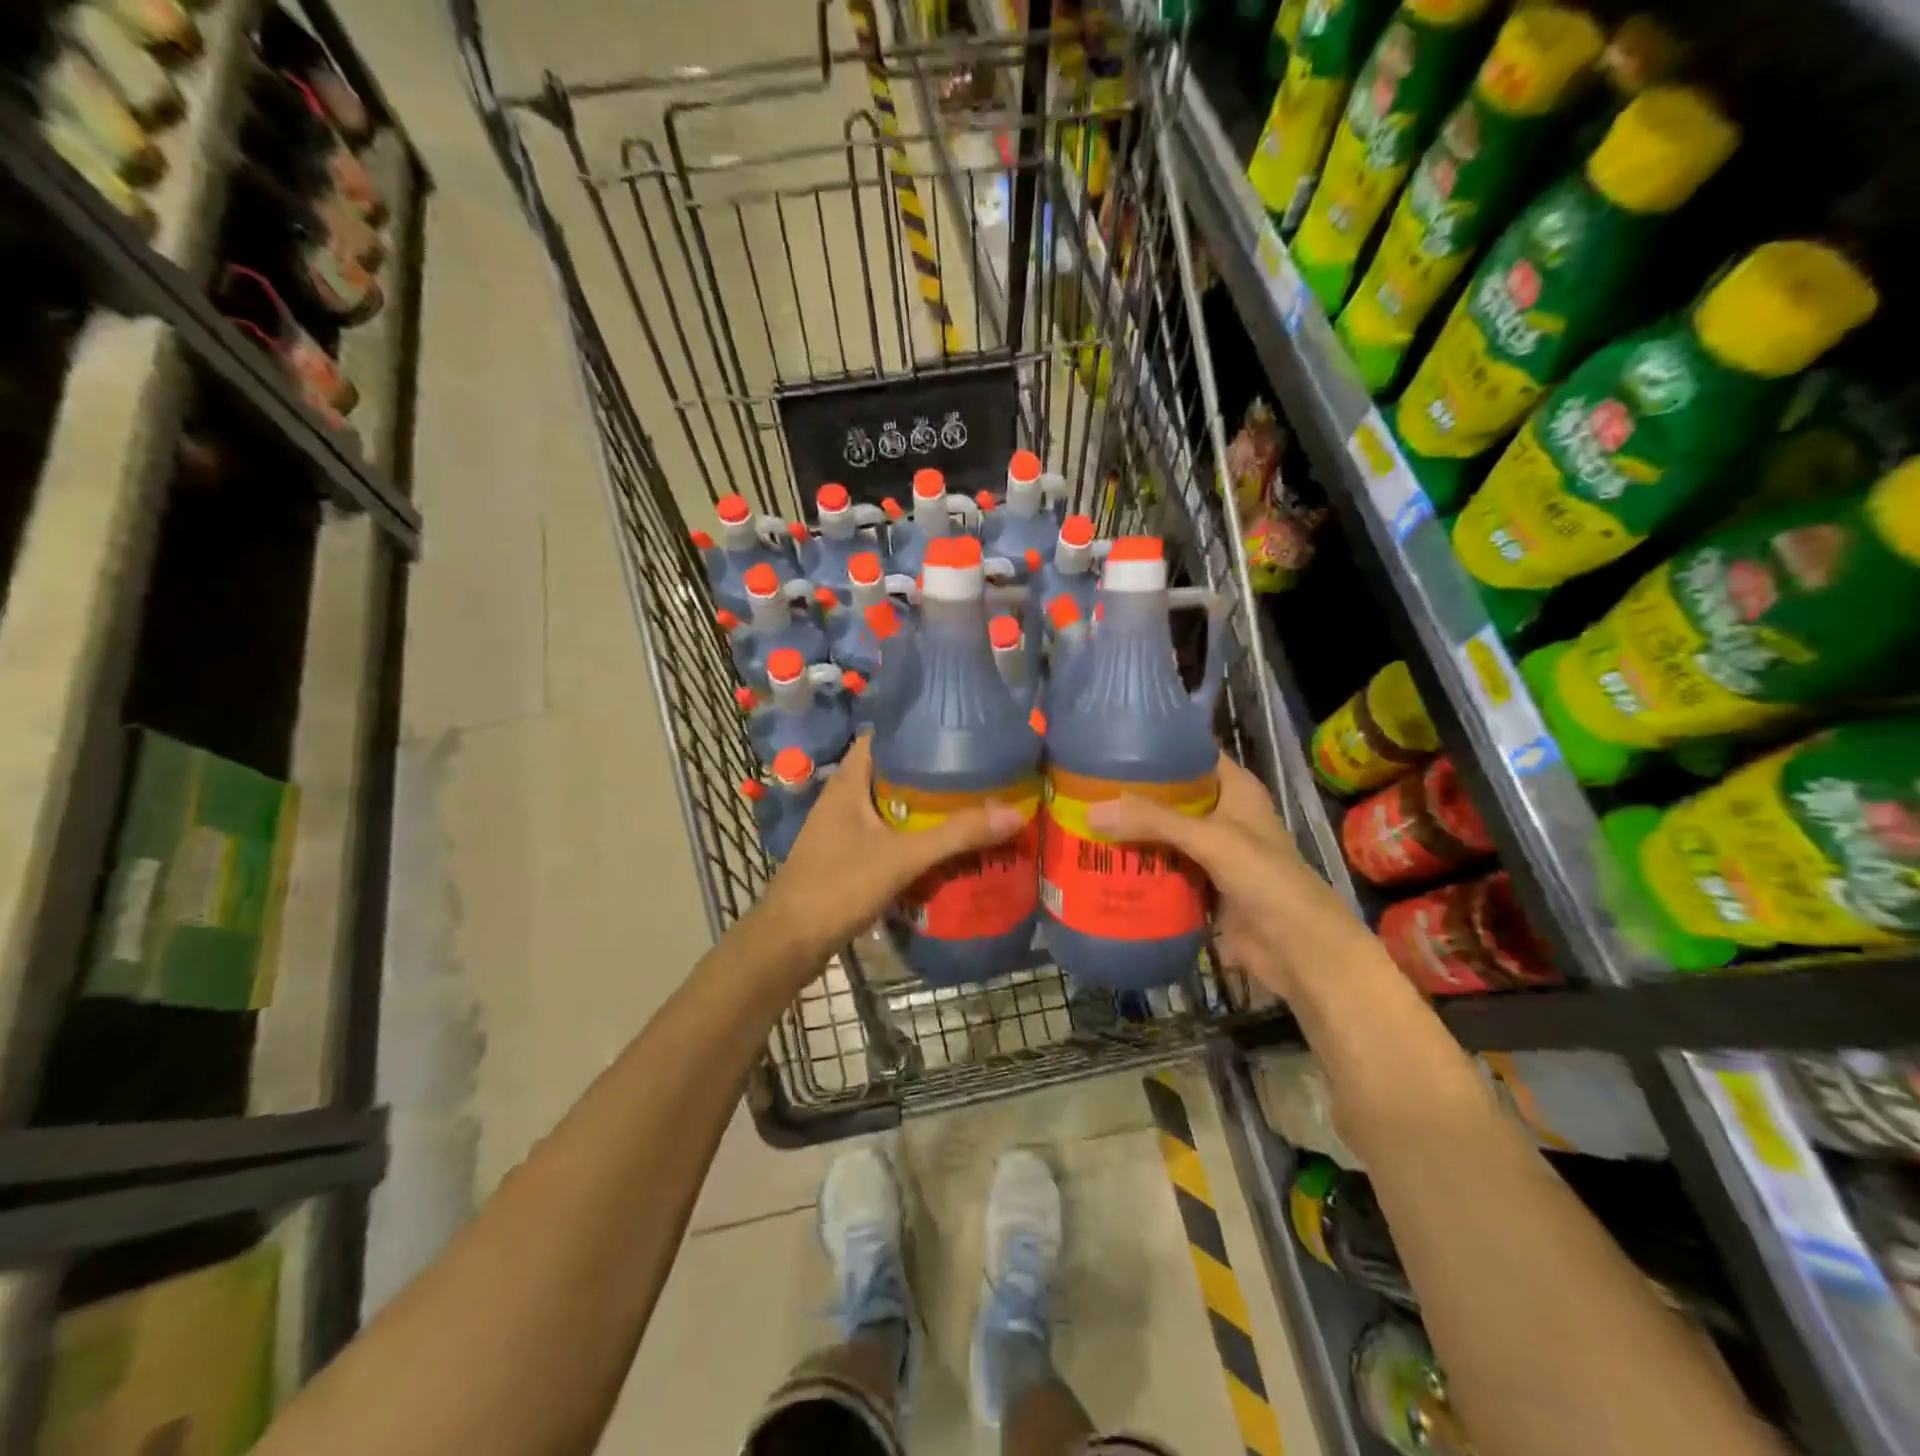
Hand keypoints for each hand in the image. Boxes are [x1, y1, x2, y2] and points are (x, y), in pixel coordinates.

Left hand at [752, 736, 1026, 968]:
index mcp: (848, 782)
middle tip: (976, 773)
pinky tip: (942, 846)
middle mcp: (843, 798)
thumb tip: (1014, 813)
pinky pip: (886, 835)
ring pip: (890, 806)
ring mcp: (842, 829)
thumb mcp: (902, 857)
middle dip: (931, 773)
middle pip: (892, 773)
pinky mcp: (846, 856)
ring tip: (968, 805)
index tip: (957, 733)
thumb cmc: (837, 886)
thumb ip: (956, 835)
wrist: (789, 943)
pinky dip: (912, 836)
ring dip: (923, 808)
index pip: (882, 737)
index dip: (916, 730)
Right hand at [1087, 754, 1366, 998]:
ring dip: (1131, 833)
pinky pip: (1163, 869)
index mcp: (1236, 790)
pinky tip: (1102, 863)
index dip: (1157, 748)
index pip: (1192, 755)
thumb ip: (1153, 822)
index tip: (1111, 745)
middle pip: (1170, 797)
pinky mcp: (1201, 886)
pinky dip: (1138, 867)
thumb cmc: (1267, 880)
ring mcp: (1212, 853)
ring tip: (1082, 820)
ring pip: (1163, 835)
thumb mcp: (1211, 840)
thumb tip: (1090, 812)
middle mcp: (1223, 815)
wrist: (1301, 952)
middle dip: (1132, 795)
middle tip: (1084, 787)